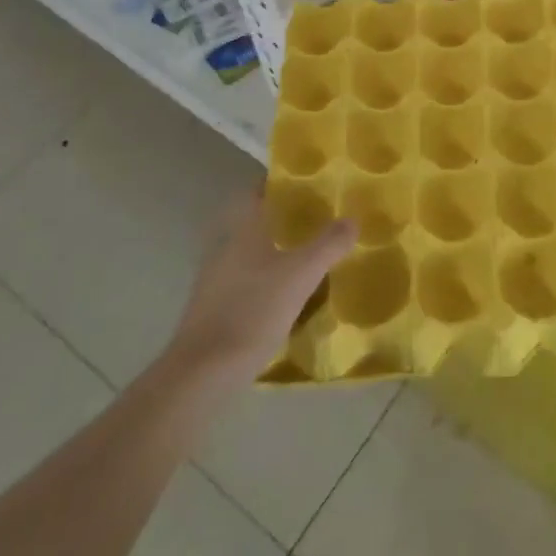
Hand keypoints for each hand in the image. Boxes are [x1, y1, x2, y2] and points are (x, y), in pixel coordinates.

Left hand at [165, 194, 355, 384]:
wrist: (203, 372)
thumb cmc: (253, 310)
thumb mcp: (301, 275)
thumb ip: (328, 245)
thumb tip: (351, 219)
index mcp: (244, 231)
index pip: (256, 193)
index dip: (276, 184)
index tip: (302, 182)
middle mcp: (225, 249)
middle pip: (254, 224)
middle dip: (281, 220)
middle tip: (315, 221)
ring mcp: (215, 281)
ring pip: (249, 256)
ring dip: (273, 253)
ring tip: (306, 260)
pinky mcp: (213, 311)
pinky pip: (244, 284)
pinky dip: (264, 284)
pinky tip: (285, 300)